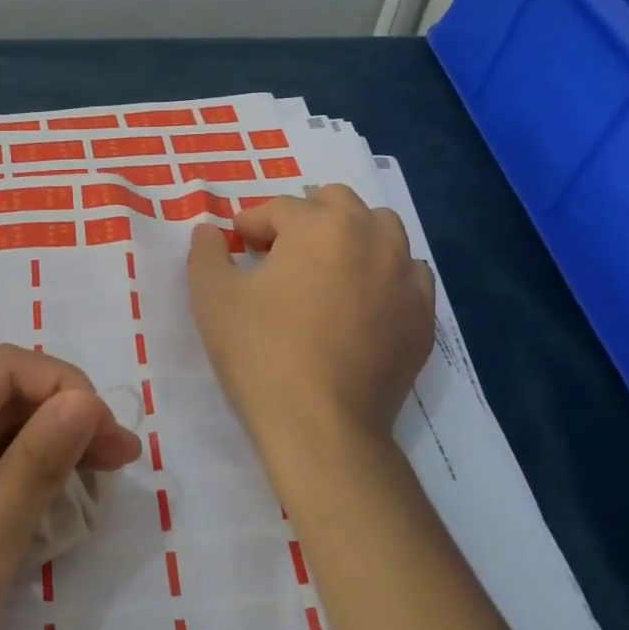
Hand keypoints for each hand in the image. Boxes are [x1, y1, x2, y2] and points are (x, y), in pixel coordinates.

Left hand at [0, 344, 142, 629]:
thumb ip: (40, 460)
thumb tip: (87, 399)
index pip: (4, 368)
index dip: (65, 387)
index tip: (111, 434)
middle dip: (61, 421)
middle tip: (121, 461)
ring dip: (43, 453)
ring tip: (98, 482)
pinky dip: (14, 483)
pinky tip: (49, 506)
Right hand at [187, 186, 434, 467]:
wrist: (321, 426)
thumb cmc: (260, 352)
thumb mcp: (212, 297)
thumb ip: (205, 252)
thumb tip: (209, 232)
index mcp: (321, 225)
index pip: (279, 208)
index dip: (249, 224)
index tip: (235, 247)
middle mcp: (373, 238)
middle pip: (337, 203)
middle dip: (303, 217)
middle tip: (277, 252)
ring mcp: (406, 277)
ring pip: (382, 230)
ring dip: (349, 236)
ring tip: (323, 270)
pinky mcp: (423, 317)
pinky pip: (408, 274)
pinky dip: (383, 274)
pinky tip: (360, 302)